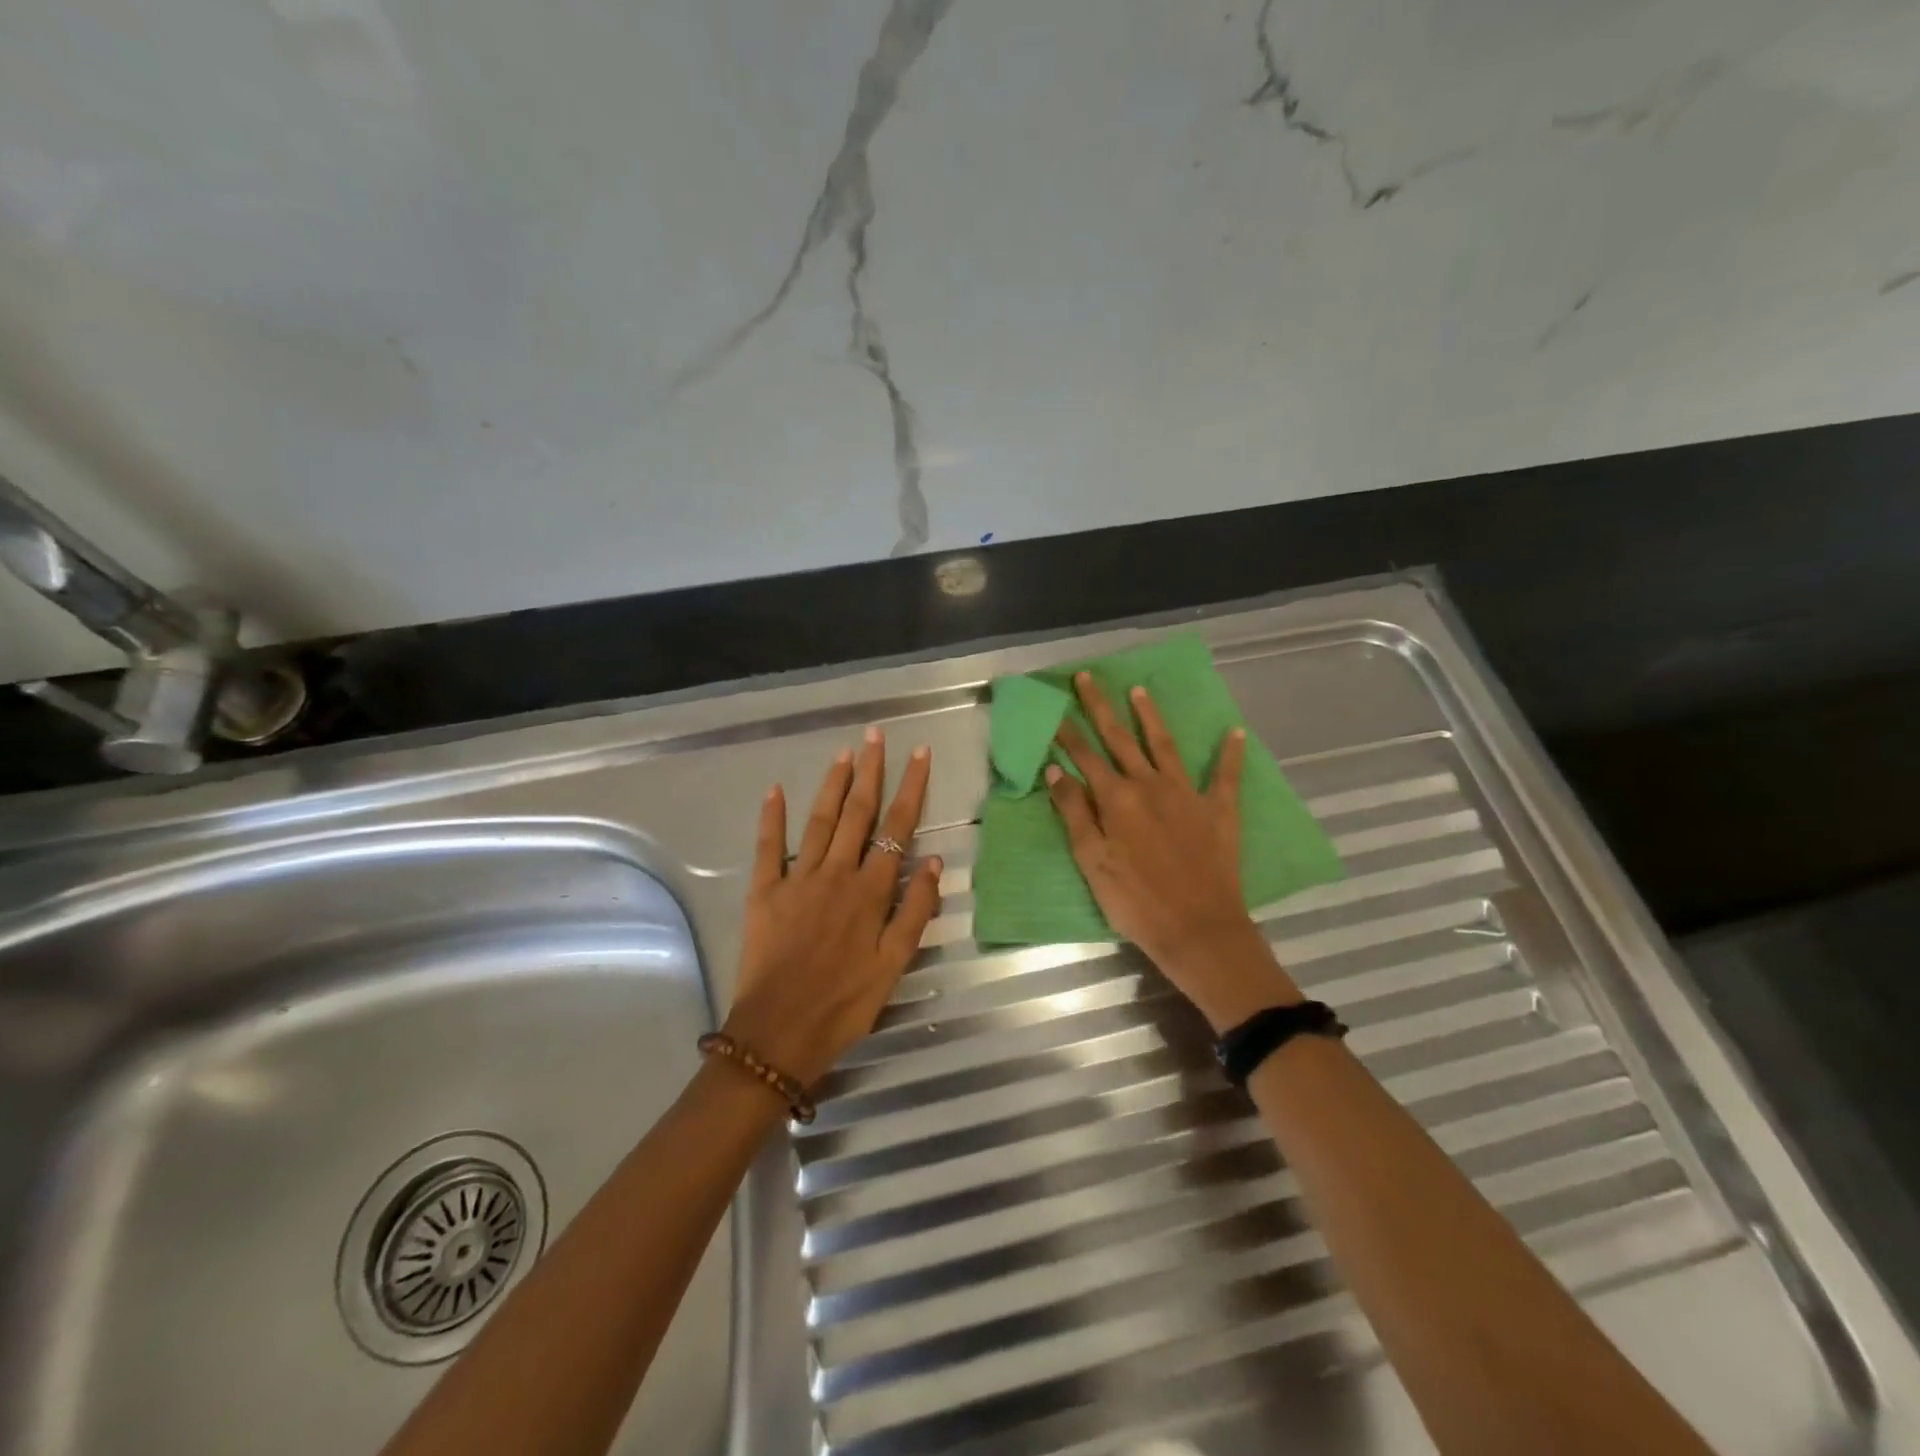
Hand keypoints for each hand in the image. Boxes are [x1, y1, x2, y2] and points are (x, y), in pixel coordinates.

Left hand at [725, 730, 942, 1087]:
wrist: (778, 1035)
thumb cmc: (844, 1004)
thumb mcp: (894, 966)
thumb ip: (916, 911)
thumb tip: (933, 861)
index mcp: (870, 891)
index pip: (897, 827)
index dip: (911, 787)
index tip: (919, 754)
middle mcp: (836, 873)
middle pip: (858, 812)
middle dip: (871, 771)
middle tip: (876, 735)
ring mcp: (797, 879)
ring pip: (820, 820)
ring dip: (834, 784)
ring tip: (845, 753)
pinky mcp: (764, 892)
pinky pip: (768, 847)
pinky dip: (772, 817)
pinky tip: (776, 789)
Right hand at [1047, 672, 1299, 1031]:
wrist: (1199, 930)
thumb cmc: (1135, 901)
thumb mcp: (1092, 861)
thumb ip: (1075, 812)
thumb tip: (1055, 769)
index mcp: (1117, 798)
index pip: (1085, 755)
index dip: (1067, 730)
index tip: (1054, 705)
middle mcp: (1150, 785)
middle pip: (1120, 738)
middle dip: (1101, 706)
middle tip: (1088, 677)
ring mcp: (1188, 794)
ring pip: (1165, 745)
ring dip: (1150, 716)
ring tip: (1139, 690)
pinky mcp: (1219, 811)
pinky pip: (1227, 776)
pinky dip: (1231, 754)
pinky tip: (1236, 732)